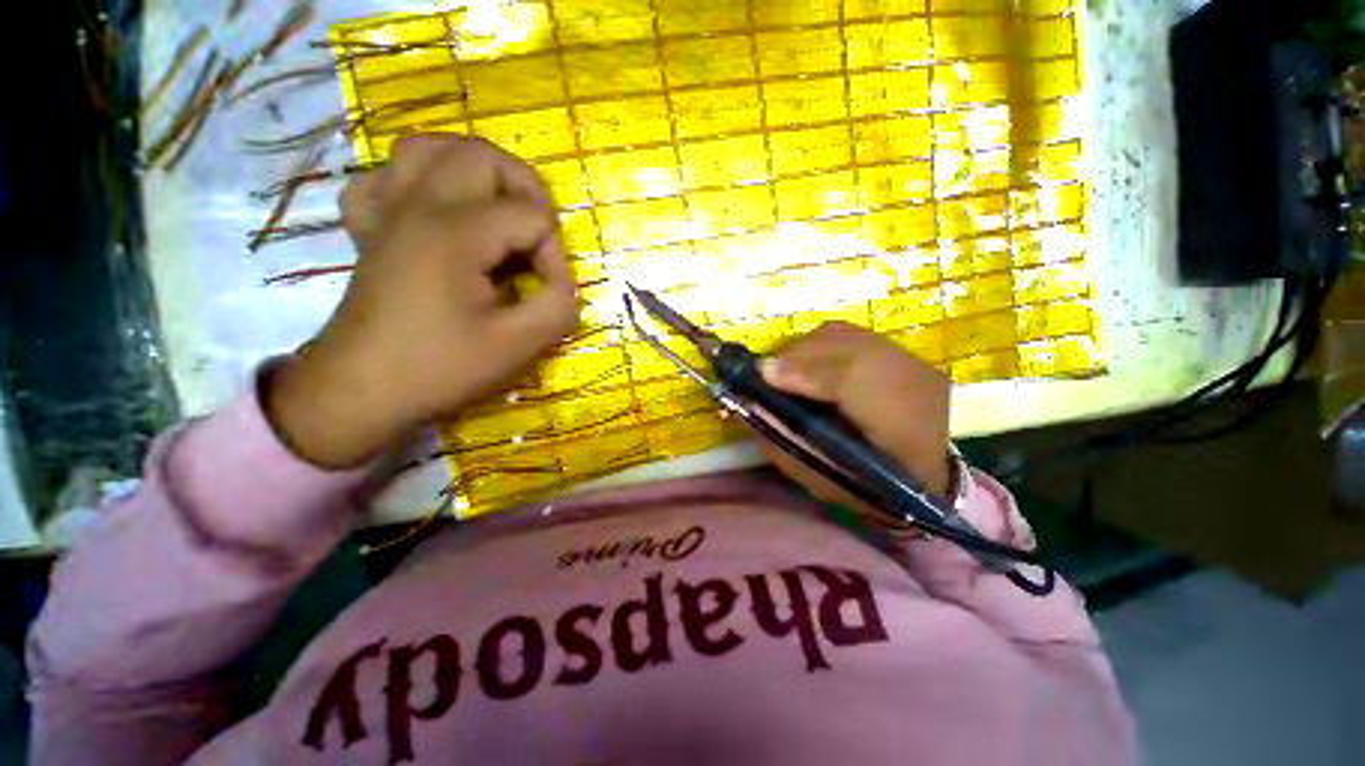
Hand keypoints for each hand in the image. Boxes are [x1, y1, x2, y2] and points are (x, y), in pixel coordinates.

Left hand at [265, 135, 576, 468]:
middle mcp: (418, 204)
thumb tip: (564, 283)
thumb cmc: (439, 367)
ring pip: (429, 148)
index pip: (531, 217)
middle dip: (526, 190)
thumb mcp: (518, 346)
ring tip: (495, 206)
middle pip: (483, 156)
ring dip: (473, 169)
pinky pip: (385, 178)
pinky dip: (415, 183)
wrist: (360, 390)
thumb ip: (558, 305)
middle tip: (538, 236)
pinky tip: (433, 211)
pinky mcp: (371, 228)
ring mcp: (388, 211)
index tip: (550, 292)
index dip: (554, 254)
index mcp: (455, 232)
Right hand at [756, 322, 952, 511]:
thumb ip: (783, 442)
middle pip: (845, 347)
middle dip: (796, 358)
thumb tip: (749, 403)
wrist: (924, 479)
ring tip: (787, 372)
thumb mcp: (819, 479)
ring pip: (845, 335)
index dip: (804, 371)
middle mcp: (914, 383)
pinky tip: (809, 365)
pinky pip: (849, 335)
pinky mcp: (902, 352)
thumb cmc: (867, 489)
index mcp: (903, 430)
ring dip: (805, 350)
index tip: (763, 374)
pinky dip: (819, 345)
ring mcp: (911, 362)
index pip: (853, 380)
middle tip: (767, 376)